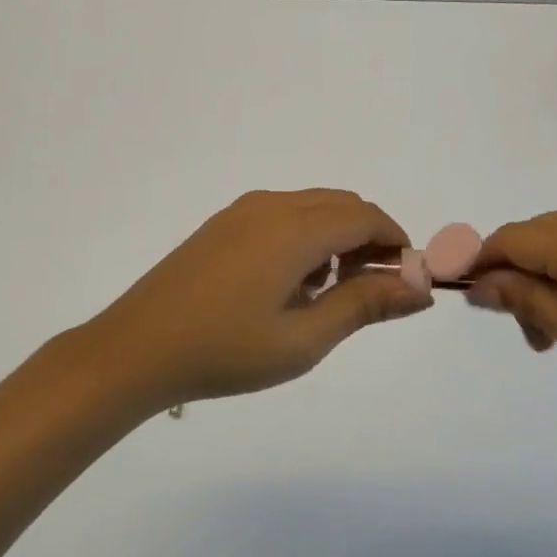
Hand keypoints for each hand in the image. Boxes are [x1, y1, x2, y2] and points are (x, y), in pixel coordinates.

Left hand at [79, 190, 431, 412]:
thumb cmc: (225, 351)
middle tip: (371, 291)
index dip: (396, 242)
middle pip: (342, 204)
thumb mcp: (304, 339)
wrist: (136, 348)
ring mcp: (243, 210)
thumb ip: (365, 305)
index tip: (407, 282)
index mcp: (294, 228)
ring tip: (327, 294)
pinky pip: (283, 214)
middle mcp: (271, 205)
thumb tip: (420, 288)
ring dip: (337, 237)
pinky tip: (289, 285)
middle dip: (370, 239)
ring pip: (312, 207)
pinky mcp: (223, 223)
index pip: (366, 216)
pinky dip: (306, 236)